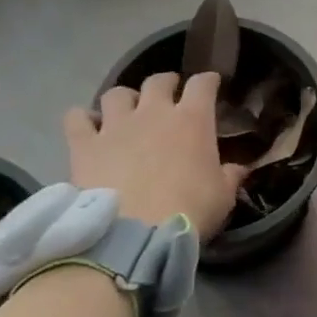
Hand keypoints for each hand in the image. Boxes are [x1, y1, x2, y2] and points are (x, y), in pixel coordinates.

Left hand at [65, 72, 244, 238]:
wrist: (132, 235)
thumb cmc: (187, 211)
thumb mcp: (222, 196)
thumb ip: (230, 176)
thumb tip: (239, 168)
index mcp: (192, 119)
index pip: (202, 84)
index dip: (208, 81)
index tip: (211, 85)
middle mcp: (153, 112)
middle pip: (158, 81)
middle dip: (166, 83)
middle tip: (168, 96)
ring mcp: (116, 126)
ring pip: (117, 93)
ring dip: (125, 99)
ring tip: (126, 111)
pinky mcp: (85, 145)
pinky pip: (77, 119)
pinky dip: (83, 119)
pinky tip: (88, 127)